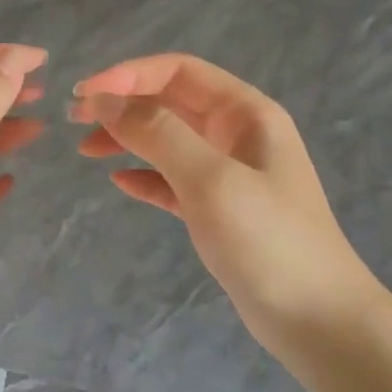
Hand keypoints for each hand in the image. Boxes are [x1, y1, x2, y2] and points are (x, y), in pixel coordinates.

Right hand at [72, 54, 384, 360]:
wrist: (318, 319)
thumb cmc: (268, 241)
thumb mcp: (210, 179)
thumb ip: (158, 134)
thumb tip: (105, 99)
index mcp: (246, 113)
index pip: (179, 71)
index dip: (129, 75)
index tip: (84, 95)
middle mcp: (239, 134)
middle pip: (171, 102)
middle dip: (123, 104)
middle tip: (74, 120)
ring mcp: (231, 174)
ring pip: (170, 141)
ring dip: (129, 138)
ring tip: (86, 150)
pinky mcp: (221, 211)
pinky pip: (175, 181)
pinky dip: (146, 176)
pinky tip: (119, 182)